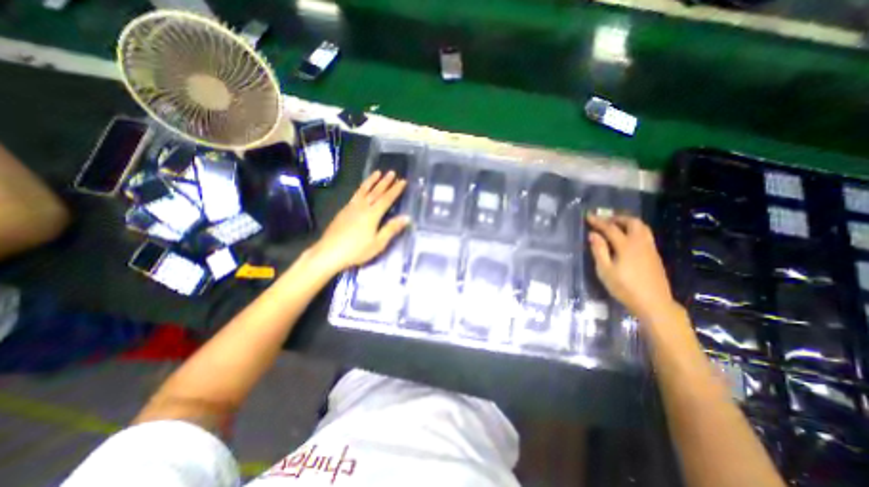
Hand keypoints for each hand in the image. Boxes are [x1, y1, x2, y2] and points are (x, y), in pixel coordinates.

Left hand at [308, 171, 410, 274]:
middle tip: (392, 172)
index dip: (395, 190)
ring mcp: (351, 207)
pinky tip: (362, 189)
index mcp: (372, 214)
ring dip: (372, 181)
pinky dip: (361, 188)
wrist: (329, 252)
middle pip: (376, 191)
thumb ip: (391, 229)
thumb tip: (407, 218)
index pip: (387, 199)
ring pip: (363, 190)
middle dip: (385, 182)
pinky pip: (355, 194)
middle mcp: (362, 207)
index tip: (403, 181)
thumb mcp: (378, 243)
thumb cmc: (356, 250)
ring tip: (377, 172)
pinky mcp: (343, 210)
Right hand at [586, 214, 673, 321]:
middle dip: (617, 218)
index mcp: (626, 246)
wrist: (653, 303)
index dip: (598, 221)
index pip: (610, 228)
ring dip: (627, 222)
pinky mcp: (655, 255)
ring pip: (642, 227)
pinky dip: (634, 230)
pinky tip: (626, 238)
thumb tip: (593, 234)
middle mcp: (640, 243)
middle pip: (632, 222)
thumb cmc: (624, 288)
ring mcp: (650, 248)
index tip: (588, 216)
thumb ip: (599, 250)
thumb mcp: (605, 270)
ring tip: (615, 226)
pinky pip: (645, 234)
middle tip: (604, 220)